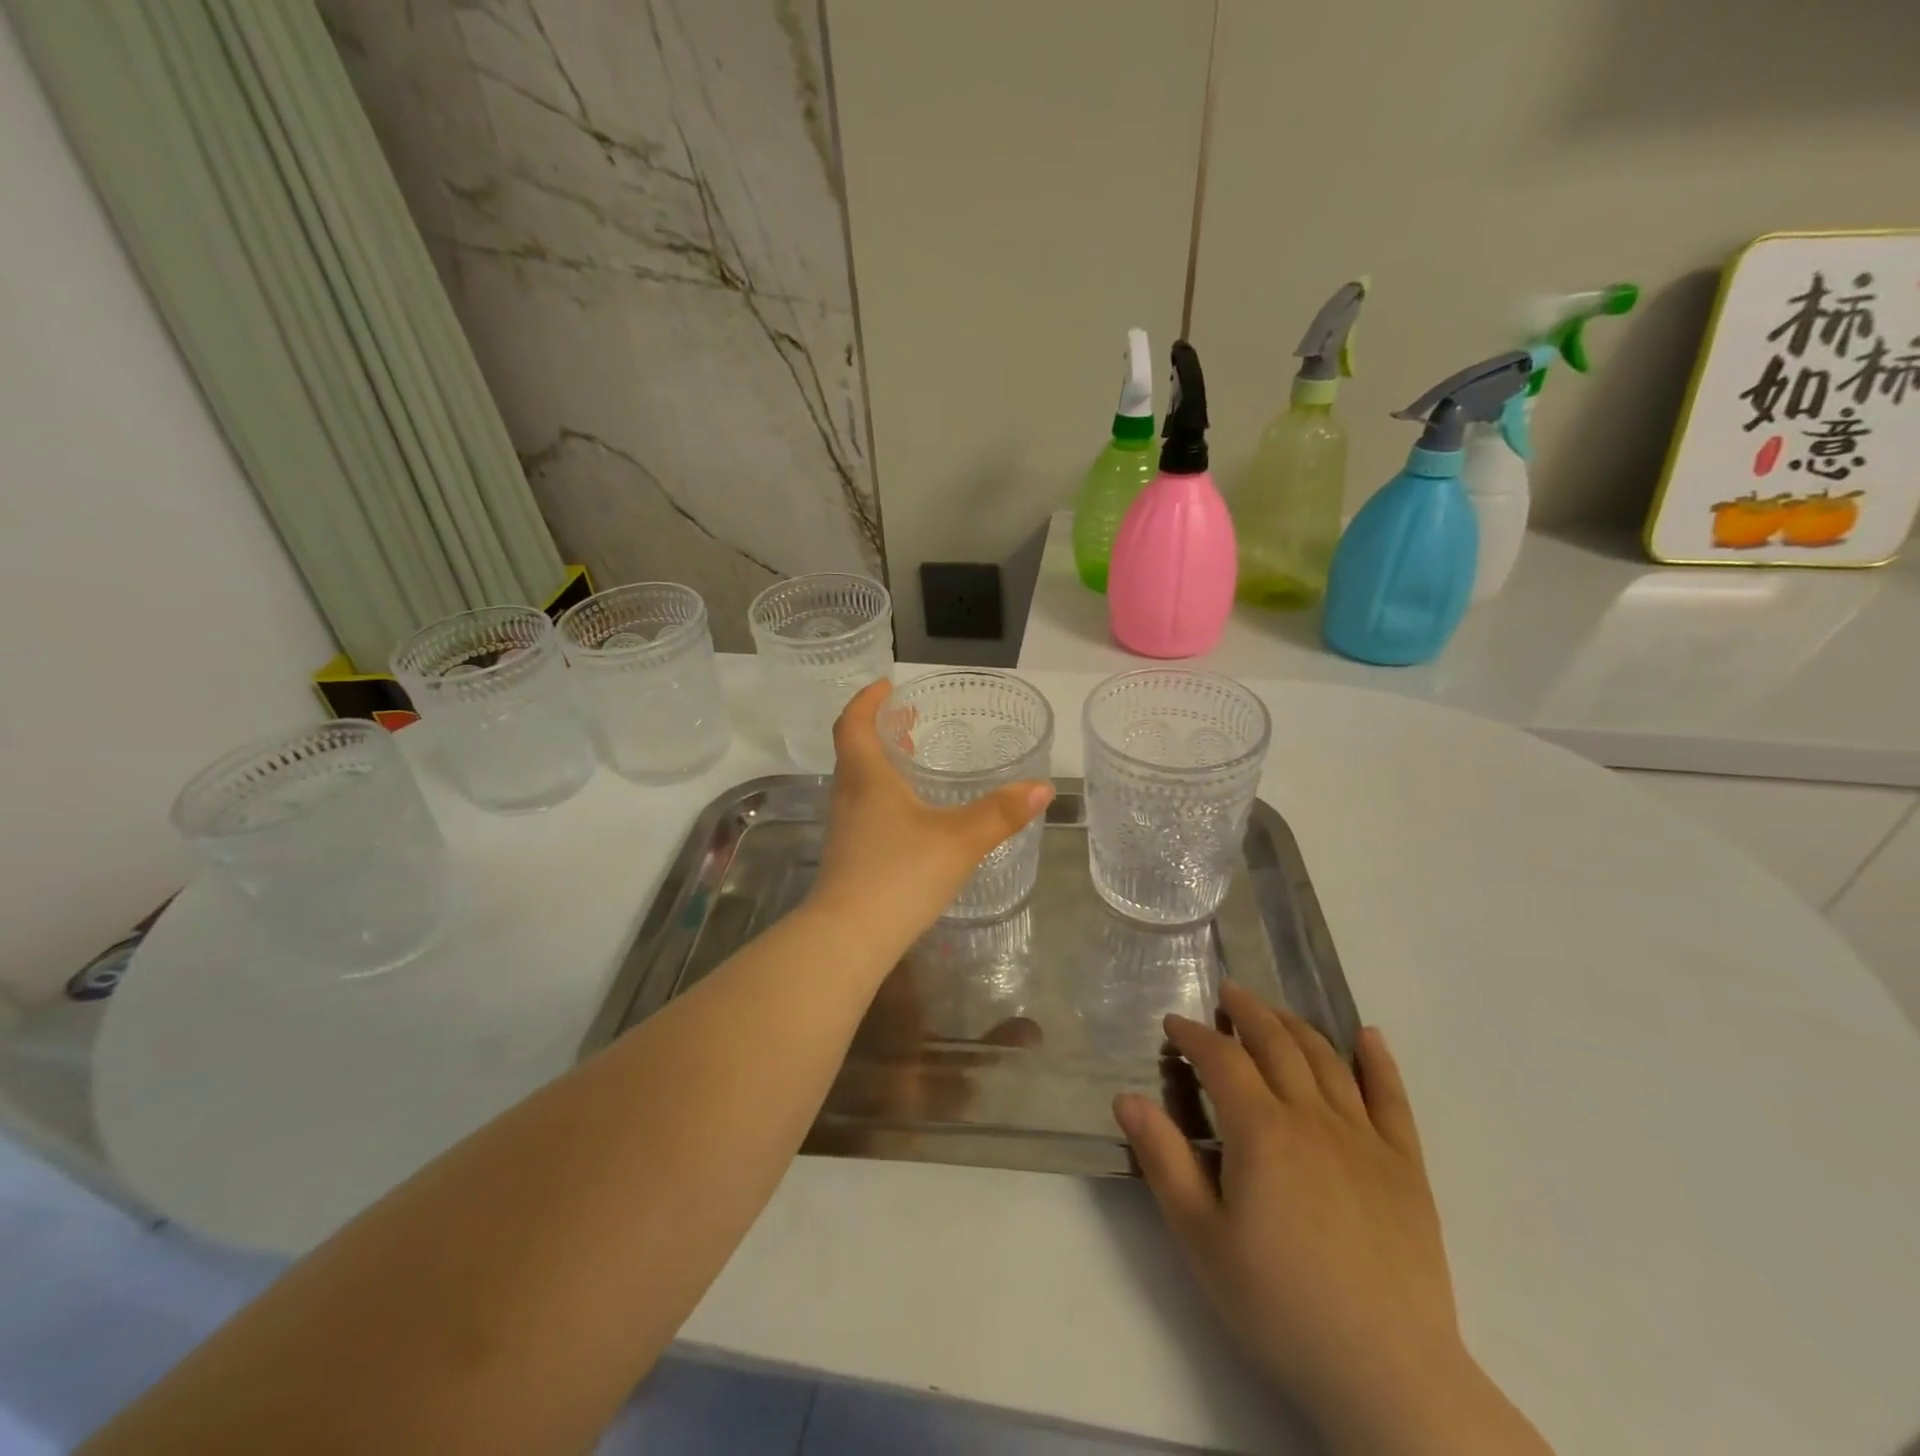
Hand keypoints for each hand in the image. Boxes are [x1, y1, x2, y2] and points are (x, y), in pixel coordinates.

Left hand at [804, 680, 1052, 963]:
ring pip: (858, 782)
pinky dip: (883, 796)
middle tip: (907, 720)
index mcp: (867, 778)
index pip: (853, 724)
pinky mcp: (849, 857)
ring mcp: (845, 829)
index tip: (887, 686)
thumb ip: (1001, 814)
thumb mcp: (960, 840)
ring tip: (913, 762)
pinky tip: (911, 818)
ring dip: (881, 764)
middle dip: (879, 730)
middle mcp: (849, 797)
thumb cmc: (900, 875)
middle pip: (855, 751)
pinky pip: (864, 810)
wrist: (848, 938)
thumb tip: (1042, 788)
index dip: (867, 700)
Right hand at [1115, 983, 1549, 1454]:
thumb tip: (1127, 1097)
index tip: (1173, 1023)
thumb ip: (1163, 1160)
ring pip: (1326, 1059)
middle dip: (1246, 1012)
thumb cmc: (1279, 1305)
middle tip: (1227, 993)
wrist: (1387, 1374)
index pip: (1221, 1059)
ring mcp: (1365, 1137)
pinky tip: (1368, 1036)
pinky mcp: (1406, 1165)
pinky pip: (1392, 1097)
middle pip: (1276, 1043)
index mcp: (1261, 1130)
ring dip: (1296, 1025)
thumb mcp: (1201, 1237)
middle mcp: (1312, 1117)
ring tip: (1274, 1011)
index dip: (1194, 1034)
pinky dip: (1378, 1060)